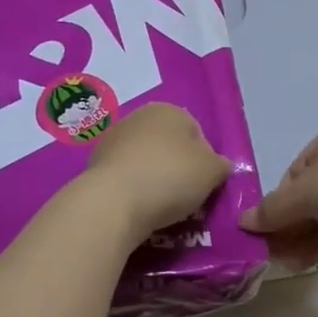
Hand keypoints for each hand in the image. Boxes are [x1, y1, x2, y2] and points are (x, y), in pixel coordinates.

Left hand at [83, 103, 232, 238]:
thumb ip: (221, 165)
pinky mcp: (95, 163)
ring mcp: (113, 138)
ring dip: (154, 178)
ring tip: (160, 206)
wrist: (113, 201)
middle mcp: (140, 116)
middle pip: (170, 146)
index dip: (205, 162)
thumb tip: (220, 166)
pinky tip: (137, 206)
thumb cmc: (171, 177)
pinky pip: (126, 176)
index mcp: (170, 110)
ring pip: (146, 160)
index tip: (203, 186)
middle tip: (184, 197)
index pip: (198, 135)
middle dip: (178, 168)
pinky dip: (133, 188)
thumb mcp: (213, 172)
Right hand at [239, 122, 317, 269]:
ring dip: (313, 241)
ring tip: (296, 264)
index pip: (297, 173)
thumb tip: (244, 222)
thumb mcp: (305, 192)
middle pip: (316, 200)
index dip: (280, 202)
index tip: (268, 228)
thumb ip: (273, 209)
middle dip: (296, 228)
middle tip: (277, 254)